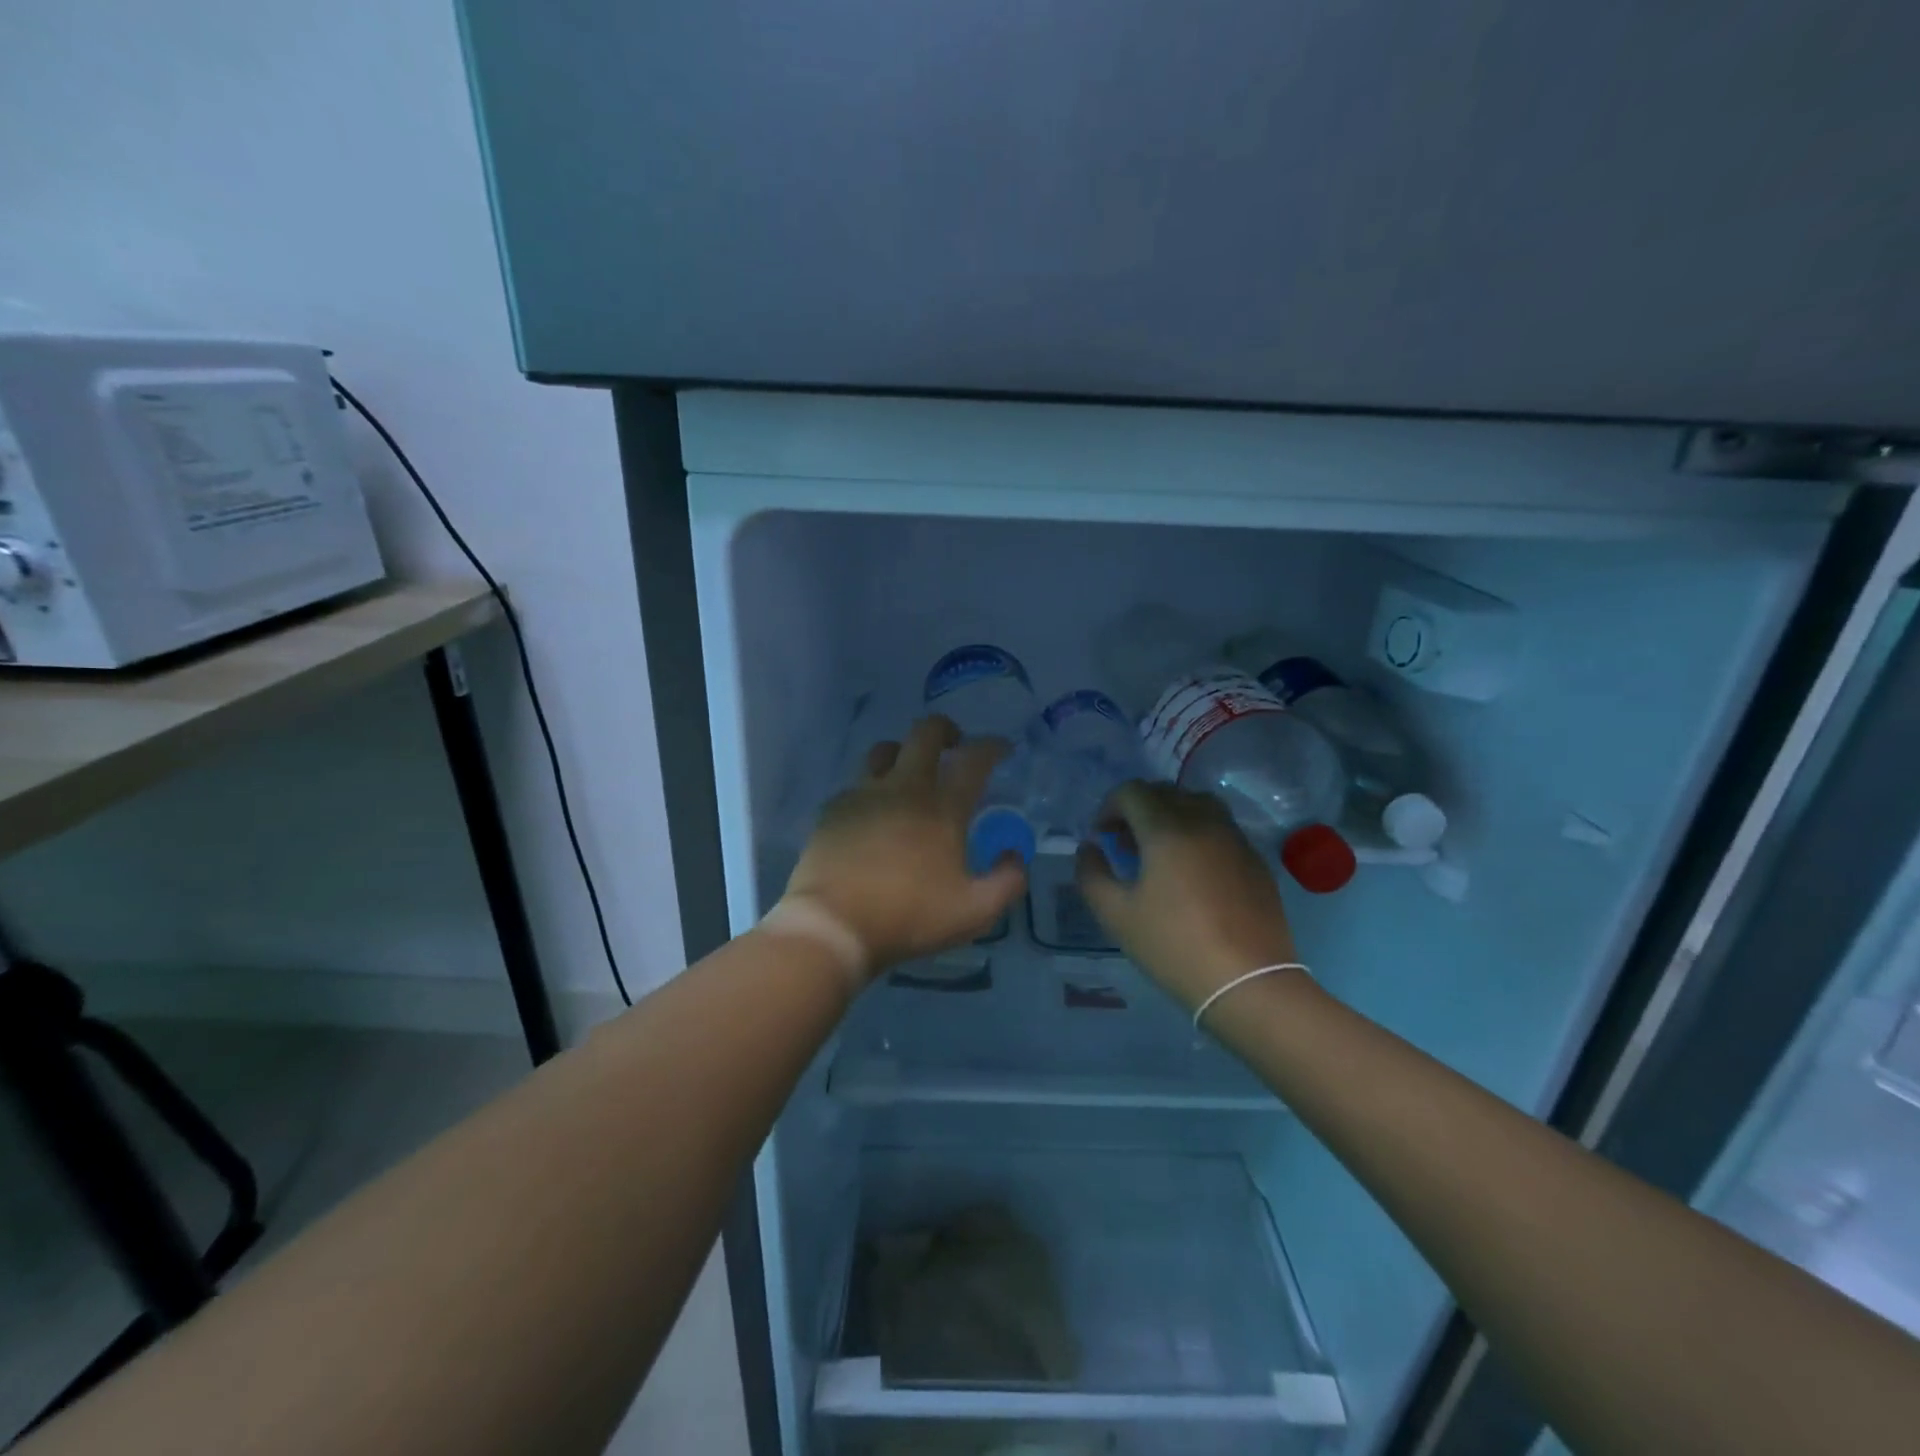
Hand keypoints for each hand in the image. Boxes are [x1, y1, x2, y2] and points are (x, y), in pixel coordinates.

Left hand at [782, 716, 1027, 974]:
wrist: (834, 925)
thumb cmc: (908, 916)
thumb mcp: (974, 912)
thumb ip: (1007, 881)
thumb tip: (1014, 854)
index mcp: (942, 808)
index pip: (974, 759)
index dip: (992, 746)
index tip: (1002, 749)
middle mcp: (904, 788)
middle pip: (925, 733)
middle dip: (945, 729)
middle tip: (954, 745)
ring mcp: (864, 794)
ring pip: (884, 749)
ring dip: (903, 752)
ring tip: (909, 772)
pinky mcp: (833, 808)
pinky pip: (857, 784)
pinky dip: (872, 788)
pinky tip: (873, 813)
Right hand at [1076, 781, 1300, 1009]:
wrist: (1249, 983)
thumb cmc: (1174, 946)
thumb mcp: (1116, 915)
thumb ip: (1092, 874)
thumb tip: (1090, 848)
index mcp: (1167, 828)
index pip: (1132, 792)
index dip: (1109, 807)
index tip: (1102, 837)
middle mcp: (1204, 821)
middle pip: (1165, 792)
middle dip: (1138, 810)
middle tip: (1125, 844)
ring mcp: (1235, 839)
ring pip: (1198, 804)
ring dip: (1171, 815)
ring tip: (1161, 852)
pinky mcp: (1256, 861)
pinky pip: (1221, 829)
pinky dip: (1199, 834)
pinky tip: (1193, 873)